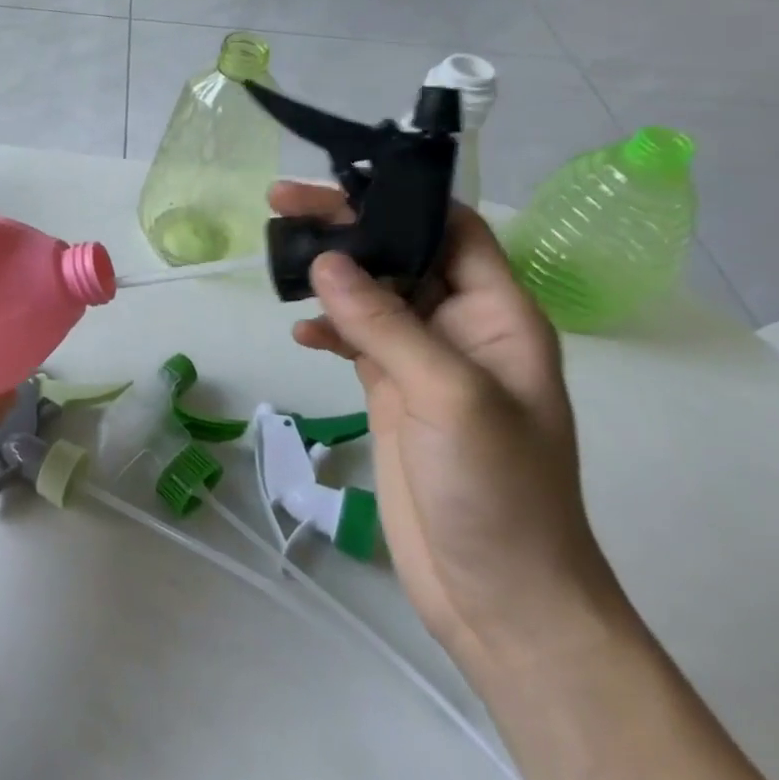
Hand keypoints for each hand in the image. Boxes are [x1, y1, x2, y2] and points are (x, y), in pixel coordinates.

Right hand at [271, 181, 624, 678]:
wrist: (500, 597)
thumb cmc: (499, 492)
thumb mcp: (449, 397)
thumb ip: (385, 324)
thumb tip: (324, 261)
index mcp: (497, 315)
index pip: (452, 230)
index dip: (401, 199)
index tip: (336, 182)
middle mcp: (460, 327)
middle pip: (400, 253)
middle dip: (347, 226)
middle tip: (281, 202)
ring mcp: (423, 361)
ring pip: (370, 292)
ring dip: (329, 273)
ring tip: (278, 254)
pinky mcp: (391, 392)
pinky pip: (355, 338)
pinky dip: (326, 327)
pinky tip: (301, 332)